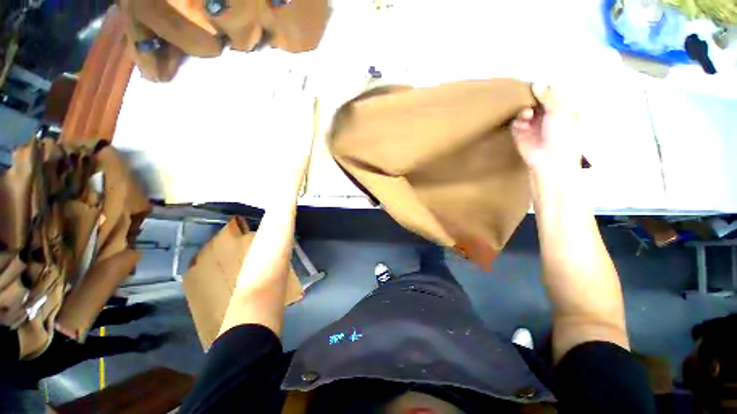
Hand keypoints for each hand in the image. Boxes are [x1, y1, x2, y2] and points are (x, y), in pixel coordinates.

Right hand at [511, 84, 581, 173]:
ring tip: (527, 115)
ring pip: (524, 110)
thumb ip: (548, 96)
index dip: (546, 86)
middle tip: (526, 93)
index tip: (538, 80)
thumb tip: (537, 83)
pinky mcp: (521, 133)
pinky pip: (516, 122)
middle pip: (536, 100)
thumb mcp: (560, 111)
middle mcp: (547, 115)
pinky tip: (522, 124)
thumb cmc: (563, 135)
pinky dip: (518, 122)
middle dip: (531, 97)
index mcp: (563, 108)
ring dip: (524, 111)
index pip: (553, 93)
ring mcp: (533, 124)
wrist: (549, 159)